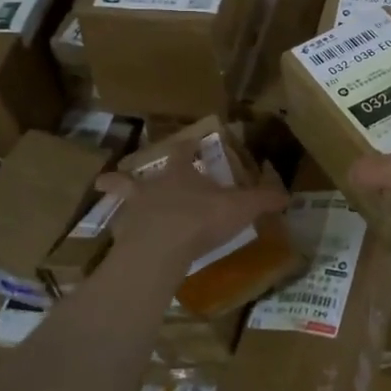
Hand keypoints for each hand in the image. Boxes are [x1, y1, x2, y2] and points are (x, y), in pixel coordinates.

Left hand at [94, 139, 286, 270]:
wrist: (160, 248)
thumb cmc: (201, 219)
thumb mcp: (240, 208)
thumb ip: (262, 200)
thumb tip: (287, 195)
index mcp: (180, 175)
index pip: (182, 153)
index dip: (186, 147)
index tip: (187, 142)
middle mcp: (152, 188)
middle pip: (135, 177)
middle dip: (128, 176)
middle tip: (112, 175)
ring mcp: (133, 212)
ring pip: (120, 200)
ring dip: (113, 197)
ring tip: (103, 194)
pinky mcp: (123, 238)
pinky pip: (119, 233)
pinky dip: (118, 234)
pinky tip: (118, 243)